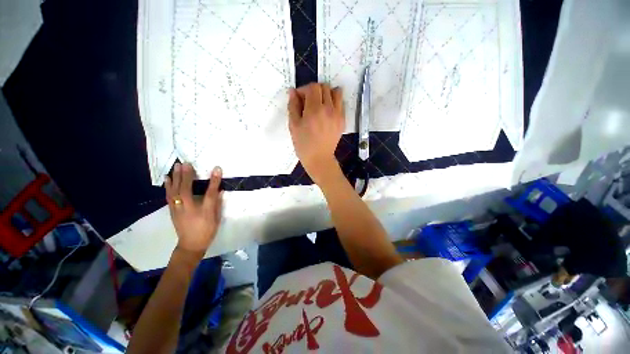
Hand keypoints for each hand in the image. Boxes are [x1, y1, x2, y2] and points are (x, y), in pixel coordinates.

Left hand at [164, 163, 222, 259]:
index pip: (209, 193)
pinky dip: (168, 186)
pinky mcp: (172, 211)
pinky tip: (168, 179)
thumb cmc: (207, 231)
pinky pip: (169, 196)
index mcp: (203, 211)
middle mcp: (189, 209)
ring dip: (176, 178)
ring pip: (174, 192)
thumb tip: (220, 190)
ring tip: (176, 167)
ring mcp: (178, 210)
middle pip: (186, 190)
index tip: (216, 169)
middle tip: (186, 163)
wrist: (191, 245)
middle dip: (186, 175)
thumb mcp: (216, 218)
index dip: (214, 181)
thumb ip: (217, 203)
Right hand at [288, 83, 344, 184]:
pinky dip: (334, 102)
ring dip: (327, 94)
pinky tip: (327, 112)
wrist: (319, 159)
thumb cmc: (303, 144)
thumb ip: (293, 106)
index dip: (304, 90)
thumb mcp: (293, 125)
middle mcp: (329, 109)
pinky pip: (341, 104)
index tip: (299, 99)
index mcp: (314, 110)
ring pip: (336, 92)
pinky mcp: (343, 121)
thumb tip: (293, 91)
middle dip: (314, 91)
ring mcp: (338, 115)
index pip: (313, 87)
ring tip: (320, 104)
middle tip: (308, 102)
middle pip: (325, 87)